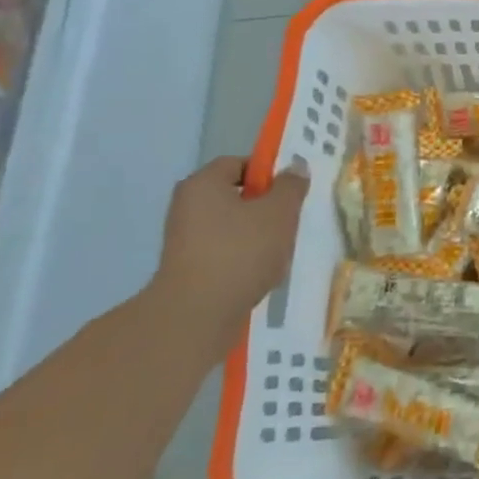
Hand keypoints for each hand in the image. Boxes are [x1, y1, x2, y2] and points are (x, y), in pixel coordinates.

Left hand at [153, 156, 309, 332]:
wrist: (196, 314)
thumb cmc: (241, 251)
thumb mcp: (279, 212)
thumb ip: (291, 186)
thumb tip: (295, 167)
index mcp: (203, 183)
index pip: (238, 163)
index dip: (268, 172)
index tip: (291, 191)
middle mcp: (187, 206)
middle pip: (235, 195)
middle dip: (265, 206)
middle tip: (290, 220)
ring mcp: (184, 239)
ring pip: (232, 226)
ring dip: (257, 234)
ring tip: (279, 251)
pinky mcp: (187, 268)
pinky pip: (223, 251)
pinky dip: (243, 258)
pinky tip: (261, 273)